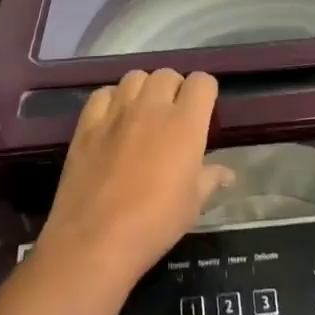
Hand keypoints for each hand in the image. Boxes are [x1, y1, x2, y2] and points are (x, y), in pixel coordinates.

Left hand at [37, 69, 233, 285]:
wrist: (96, 240)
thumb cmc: (155, 223)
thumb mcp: (193, 205)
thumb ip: (210, 179)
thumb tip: (227, 172)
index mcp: (185, 123)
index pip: (202, 82)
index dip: (205, 93)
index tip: (203, 111)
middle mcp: (151, 107)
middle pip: (167, 74)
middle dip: (174, 89)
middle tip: (173, 116)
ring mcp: (116, 112)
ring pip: (135, 77)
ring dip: (144, 89)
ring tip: (143, 113)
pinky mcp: (87, 123)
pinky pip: (103, 94)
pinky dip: (112, 100)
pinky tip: (113, 120)